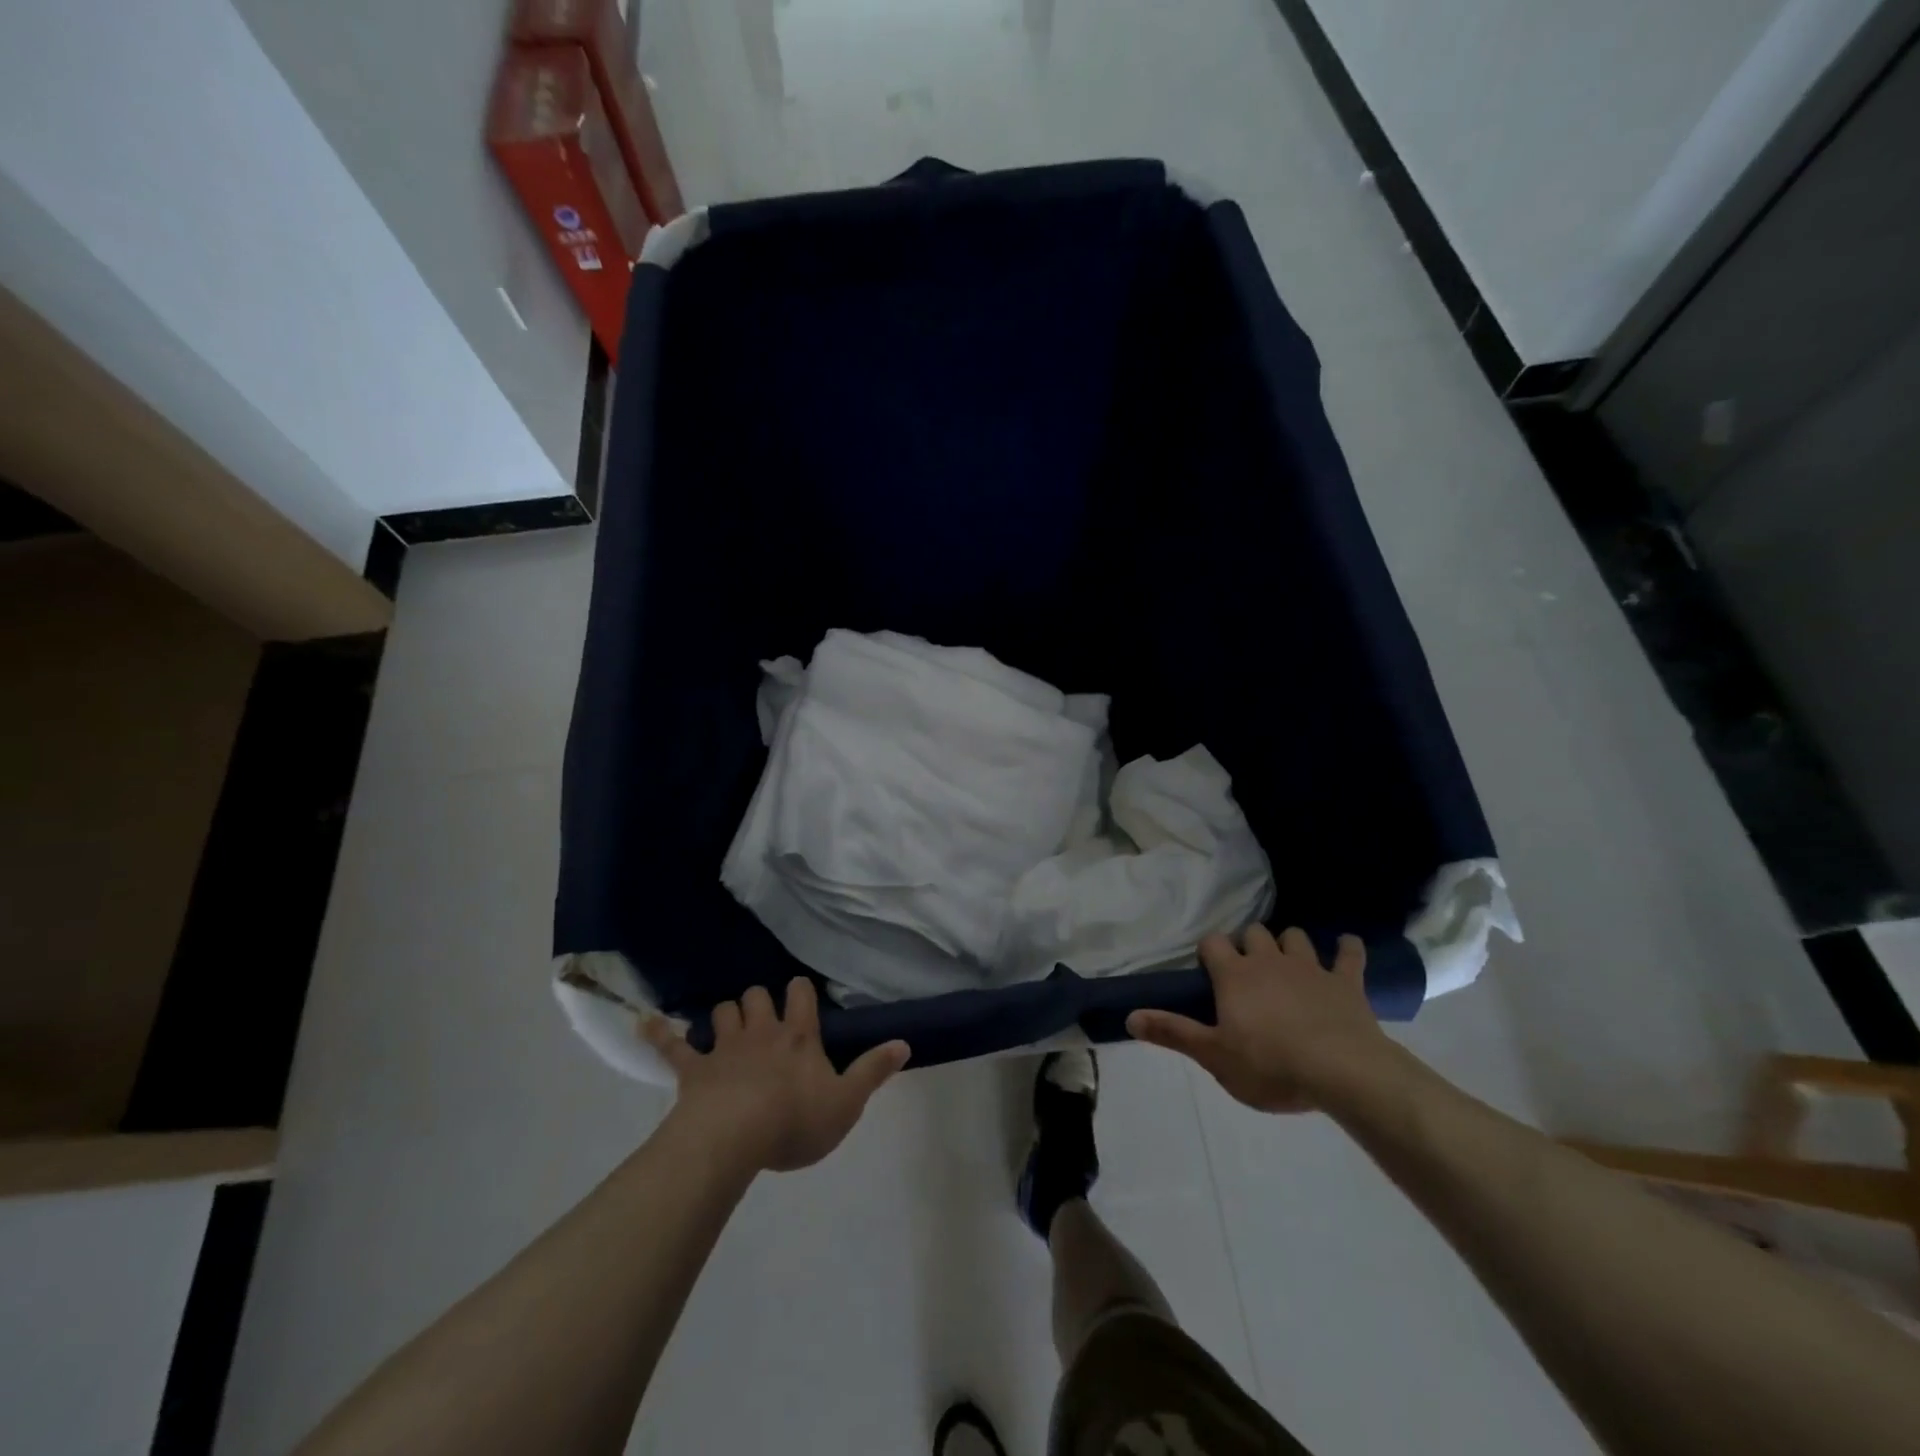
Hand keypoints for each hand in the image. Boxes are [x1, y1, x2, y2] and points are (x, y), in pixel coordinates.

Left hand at [643, 978, 909, 1172]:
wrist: (734, 1138)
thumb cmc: (794, 1120)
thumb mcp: (847, 1102)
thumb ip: (874, 1070)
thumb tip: (904, 1042)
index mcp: (798, 1037)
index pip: (802, 995)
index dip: (801, 992)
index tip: (802, 996)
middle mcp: (761, 1032)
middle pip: (757, 995)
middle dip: (760, 1000)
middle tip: (764, 1018)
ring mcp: (724, 1048)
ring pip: (722, 1012)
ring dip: (725, 1015)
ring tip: (728, 1025)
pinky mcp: (694, 1070)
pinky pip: (672, 1046)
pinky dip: (659, 1034)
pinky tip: (646, 1023)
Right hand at [1126, 925, 1396, 1112]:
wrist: (1342, 1072)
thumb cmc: (1270, 1065)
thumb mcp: (1214, 1056)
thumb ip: (1172, 1032)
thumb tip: (1129, 1017)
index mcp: (1235, 975)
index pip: (1213, 943)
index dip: (1209, 952)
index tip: (1210, 971)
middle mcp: (1269, 961)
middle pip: (1254, 932)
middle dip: (1249, 944)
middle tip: (1248, 970)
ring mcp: (1310, 968)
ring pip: (1295, 937)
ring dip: (1289, 945)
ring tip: (1288, 962)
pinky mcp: (1346, 983)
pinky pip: (1349, 955)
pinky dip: (1347, 949)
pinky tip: (1346, 947)